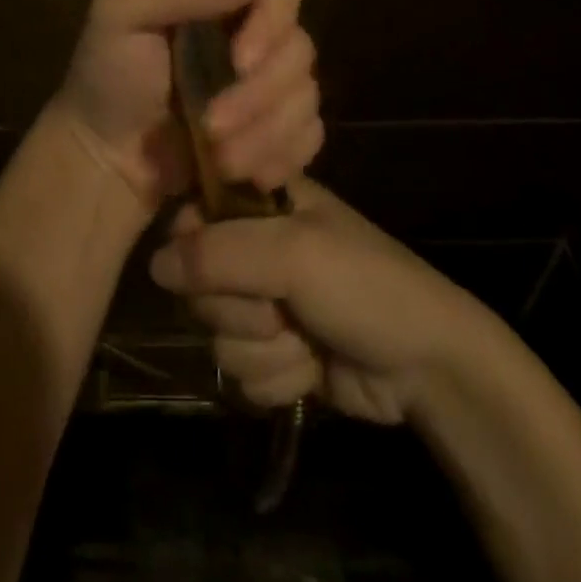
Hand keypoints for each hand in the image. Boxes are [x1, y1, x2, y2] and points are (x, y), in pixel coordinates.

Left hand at [46, 0, 322, 215]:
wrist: (103, 156)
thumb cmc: (105, 75)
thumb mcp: (121, 13)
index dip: (273, 19)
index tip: (239, 61)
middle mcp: (255, 32)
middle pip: (300, 49)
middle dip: (257, 97)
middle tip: (210, 125)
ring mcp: (270, 84)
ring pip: (307, 98)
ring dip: (263, 135)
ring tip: (219, 158)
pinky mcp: (277, 131)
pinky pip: (310, 138)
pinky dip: (281, 158)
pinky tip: (246, 173)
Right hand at [150, 177, 490, 423]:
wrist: (427, 365)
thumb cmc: (365, 285)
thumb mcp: (294, 254)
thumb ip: (220, 253)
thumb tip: (153, 263)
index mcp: (263, 204)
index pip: (194, 213)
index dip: (194, 244)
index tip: (212, 265)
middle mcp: (257, 248)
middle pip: (198, 282)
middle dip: (238, 308)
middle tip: (280, 306)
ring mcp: (266, 304)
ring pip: (217, 335)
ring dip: (263, 348)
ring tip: (306, 337)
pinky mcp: (275, 352)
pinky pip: (241, 373)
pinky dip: (277, 377)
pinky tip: (312, 368)